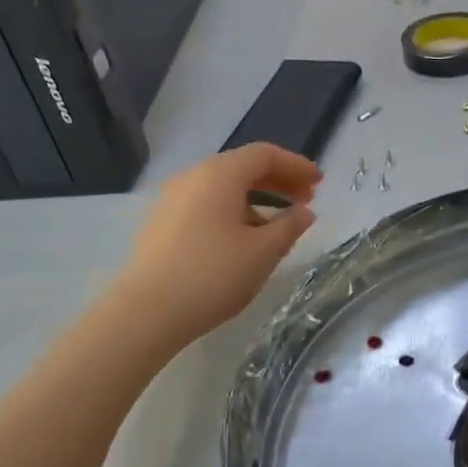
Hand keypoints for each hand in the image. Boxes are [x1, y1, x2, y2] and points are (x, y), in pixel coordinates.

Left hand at [116, 144, 320, 343]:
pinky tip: (243, 239)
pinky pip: (206, 205)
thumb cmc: (214, 275)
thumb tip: (304, 212)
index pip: (264, 155)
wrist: (148, 311)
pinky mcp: (161, 223)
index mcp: (220, 174)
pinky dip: (232, 211)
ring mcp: (172, 199)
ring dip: (255, 198)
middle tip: (305, 201)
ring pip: (222, 187)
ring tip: (278, 225)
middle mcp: (193, 176)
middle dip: (277, 181)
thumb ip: (290, 226)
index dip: (296, 165)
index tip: (319, 183)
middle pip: (242, 167)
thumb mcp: (264, 252)